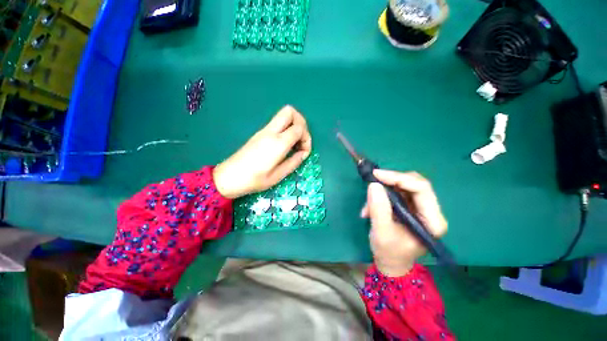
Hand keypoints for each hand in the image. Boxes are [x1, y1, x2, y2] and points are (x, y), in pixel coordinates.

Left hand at [213, 105, 311, 198]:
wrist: (228, 177)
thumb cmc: (254, 180)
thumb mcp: (278, 176)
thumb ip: (294, 162)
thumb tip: (303, 153)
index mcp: (277, 143)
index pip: (299, 128)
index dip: (307, 139)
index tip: (304, 153)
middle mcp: (271, 132)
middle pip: (290, 111)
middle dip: (301, 123)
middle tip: (301, 140)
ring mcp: (264, 131)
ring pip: (283, 115)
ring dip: (294, 125)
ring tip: (294, 144)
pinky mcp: (259, 133)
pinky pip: (277, 123)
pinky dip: (286, 129)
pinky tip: (285, 145)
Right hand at [360, 170, 447, 276]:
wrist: (391, 263)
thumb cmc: (389, 252)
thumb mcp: (381, 232)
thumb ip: (378, 209)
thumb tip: (374, 184)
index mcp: (432, 221)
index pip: (421, 189)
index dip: (398, 178)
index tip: (376, 175)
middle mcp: (431, 211)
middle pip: (415, 183)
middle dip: (392, 180)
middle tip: (372, 181)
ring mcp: (421, 208)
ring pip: (405, 185)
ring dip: (385, 189)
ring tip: (369, 204)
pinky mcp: (411, 207)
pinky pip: (398, 192)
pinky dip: (383, 194)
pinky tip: (371, 206)